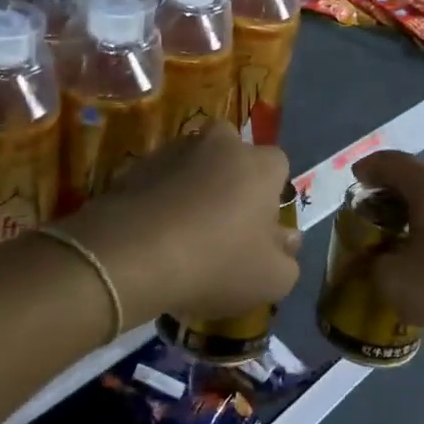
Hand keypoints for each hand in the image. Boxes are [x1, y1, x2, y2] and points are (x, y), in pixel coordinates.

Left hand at [60, 122, 299, 322]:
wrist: (135, 255)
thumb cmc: (218, 263)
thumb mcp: (272, 279)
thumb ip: (288, 257)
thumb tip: (288, 239)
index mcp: (258, 165)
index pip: (278, 164)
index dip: (271, 193)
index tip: (260, 225)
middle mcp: (219, 144)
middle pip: (232, 153)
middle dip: (230, 178)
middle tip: (223, 221)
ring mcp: (173, 151)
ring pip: (193, 163)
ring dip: (193, 186)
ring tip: (184, 231)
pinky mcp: (136, 166)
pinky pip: (159, 179)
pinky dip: (160, 198)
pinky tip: (155, 233)